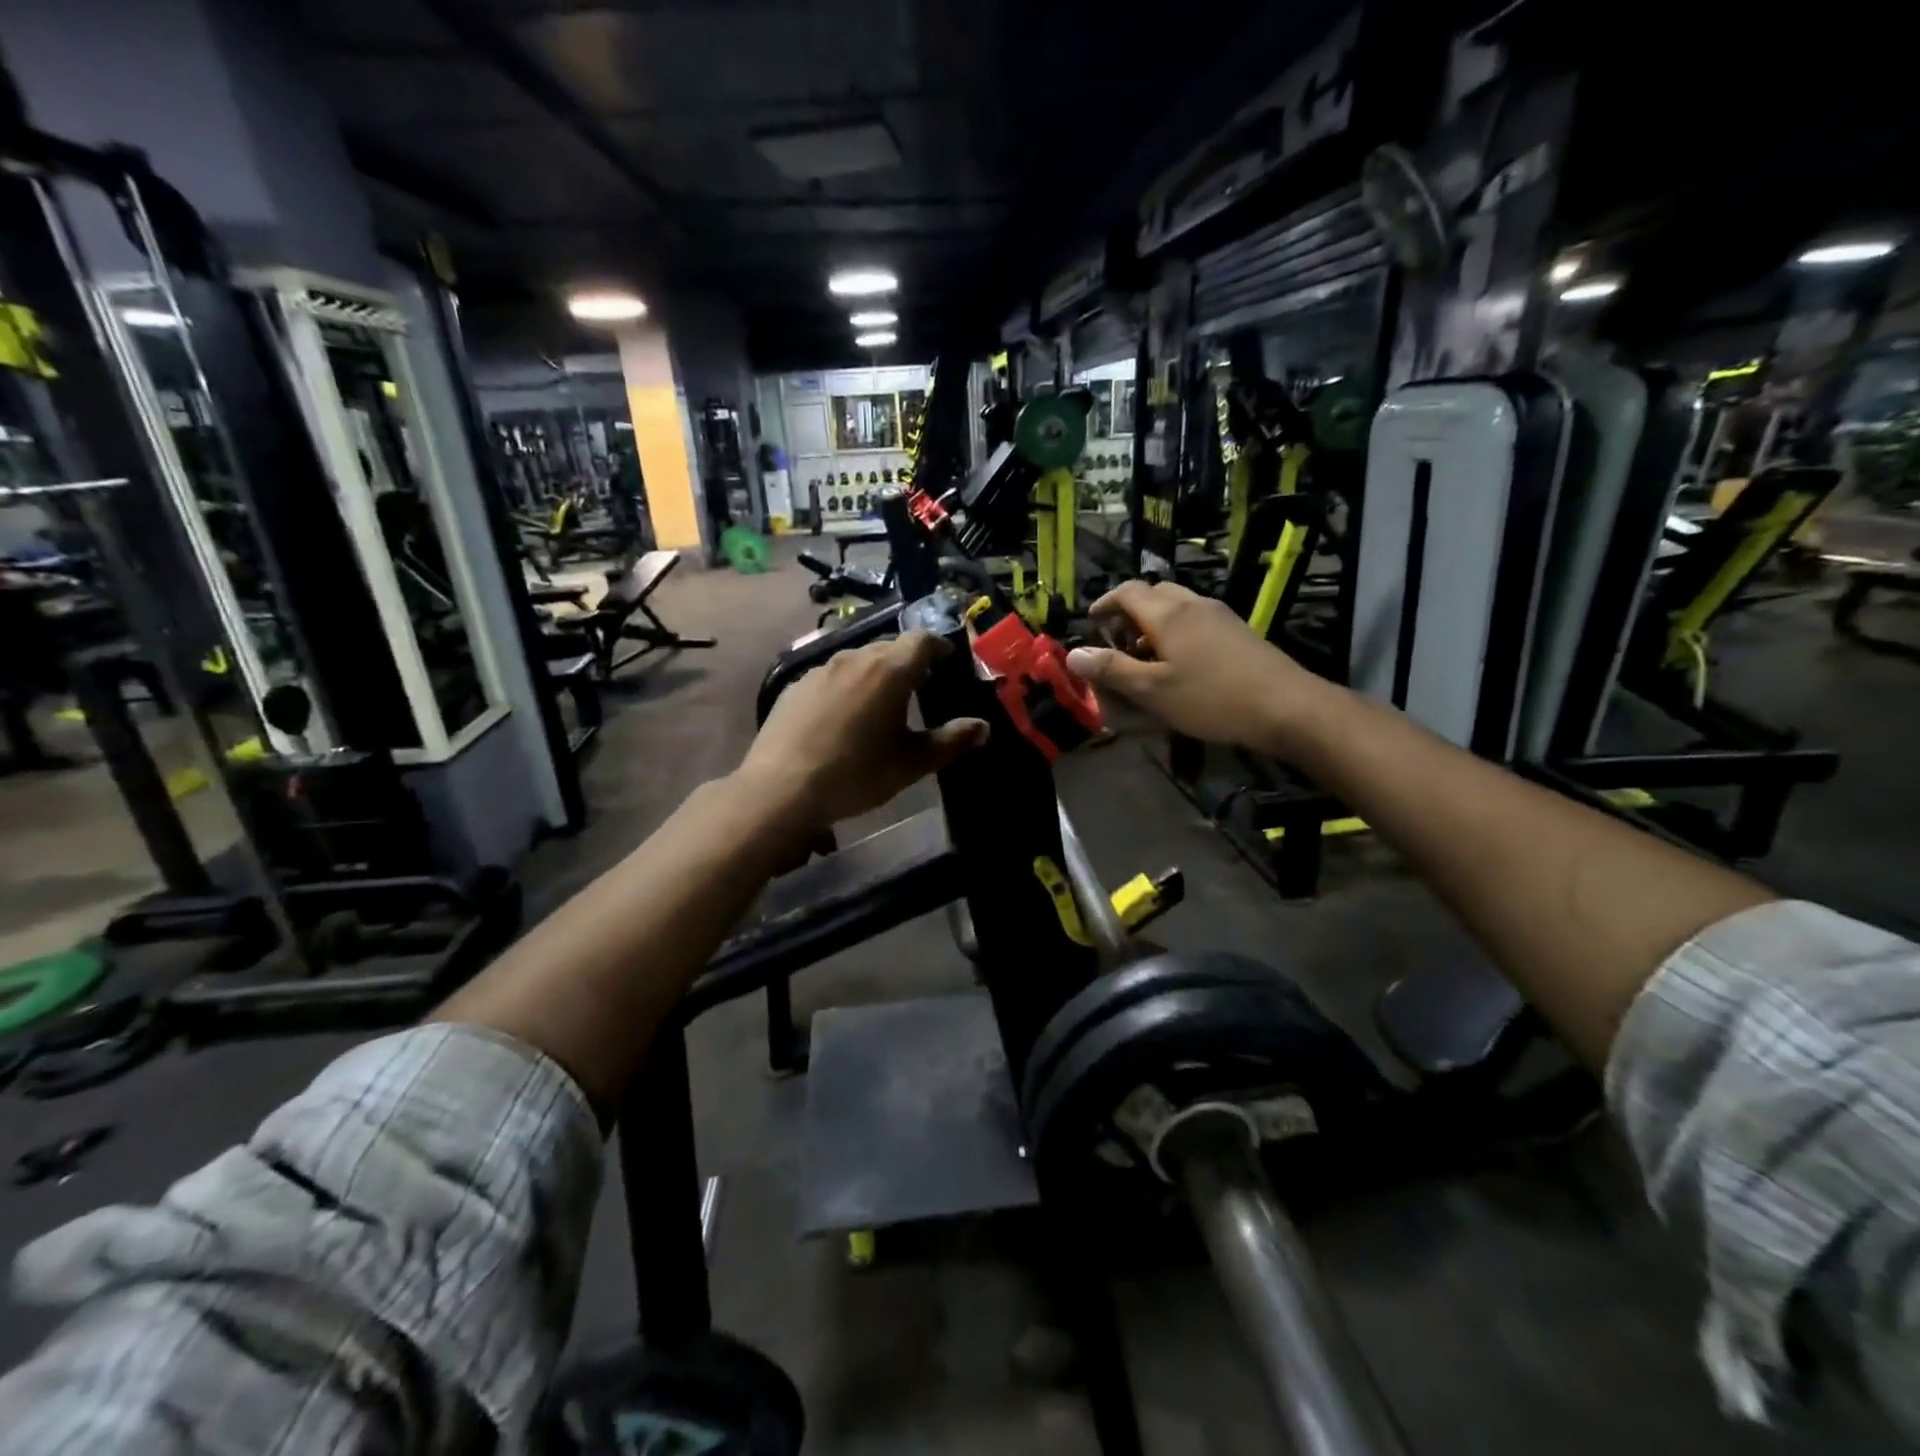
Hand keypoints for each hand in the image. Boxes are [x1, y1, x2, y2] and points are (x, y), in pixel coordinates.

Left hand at [740, 632, 989, 829]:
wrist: (782, 789)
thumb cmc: (857, 774)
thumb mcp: (911, 763)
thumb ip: (951, 741)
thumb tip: (983, 727)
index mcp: (889, 671)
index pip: (921, 640)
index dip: (938, 645)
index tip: (946, 659)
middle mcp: (854, 659)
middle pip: (889, 647)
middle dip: (908, 661)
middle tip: (919, 685)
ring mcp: (819, 670)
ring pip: (857, 660)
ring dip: (875, 673)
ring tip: (880, 702)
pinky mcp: (794, 687)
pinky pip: (830, 677)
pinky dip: (846, 687)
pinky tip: (842, 717)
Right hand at [1064, 580, 1326, 752]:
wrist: (1286, 706)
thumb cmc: (1212, 699)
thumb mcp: (1153, 691)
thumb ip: (1112, 670)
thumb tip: (1073, 654)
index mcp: (1168, 614)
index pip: (1127, 591)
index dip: (1104, 603)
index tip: (1091, 623)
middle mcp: (1193, 605)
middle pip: (1153, 592)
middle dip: (1129, 611)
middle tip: (1117, 641)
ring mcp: (1220, 615)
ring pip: (1177, 605)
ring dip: (1154, 621)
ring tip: (1145, 655)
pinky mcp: (1238, 631)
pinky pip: (1196, 619)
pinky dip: (1177, 630)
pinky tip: (1180, 663)